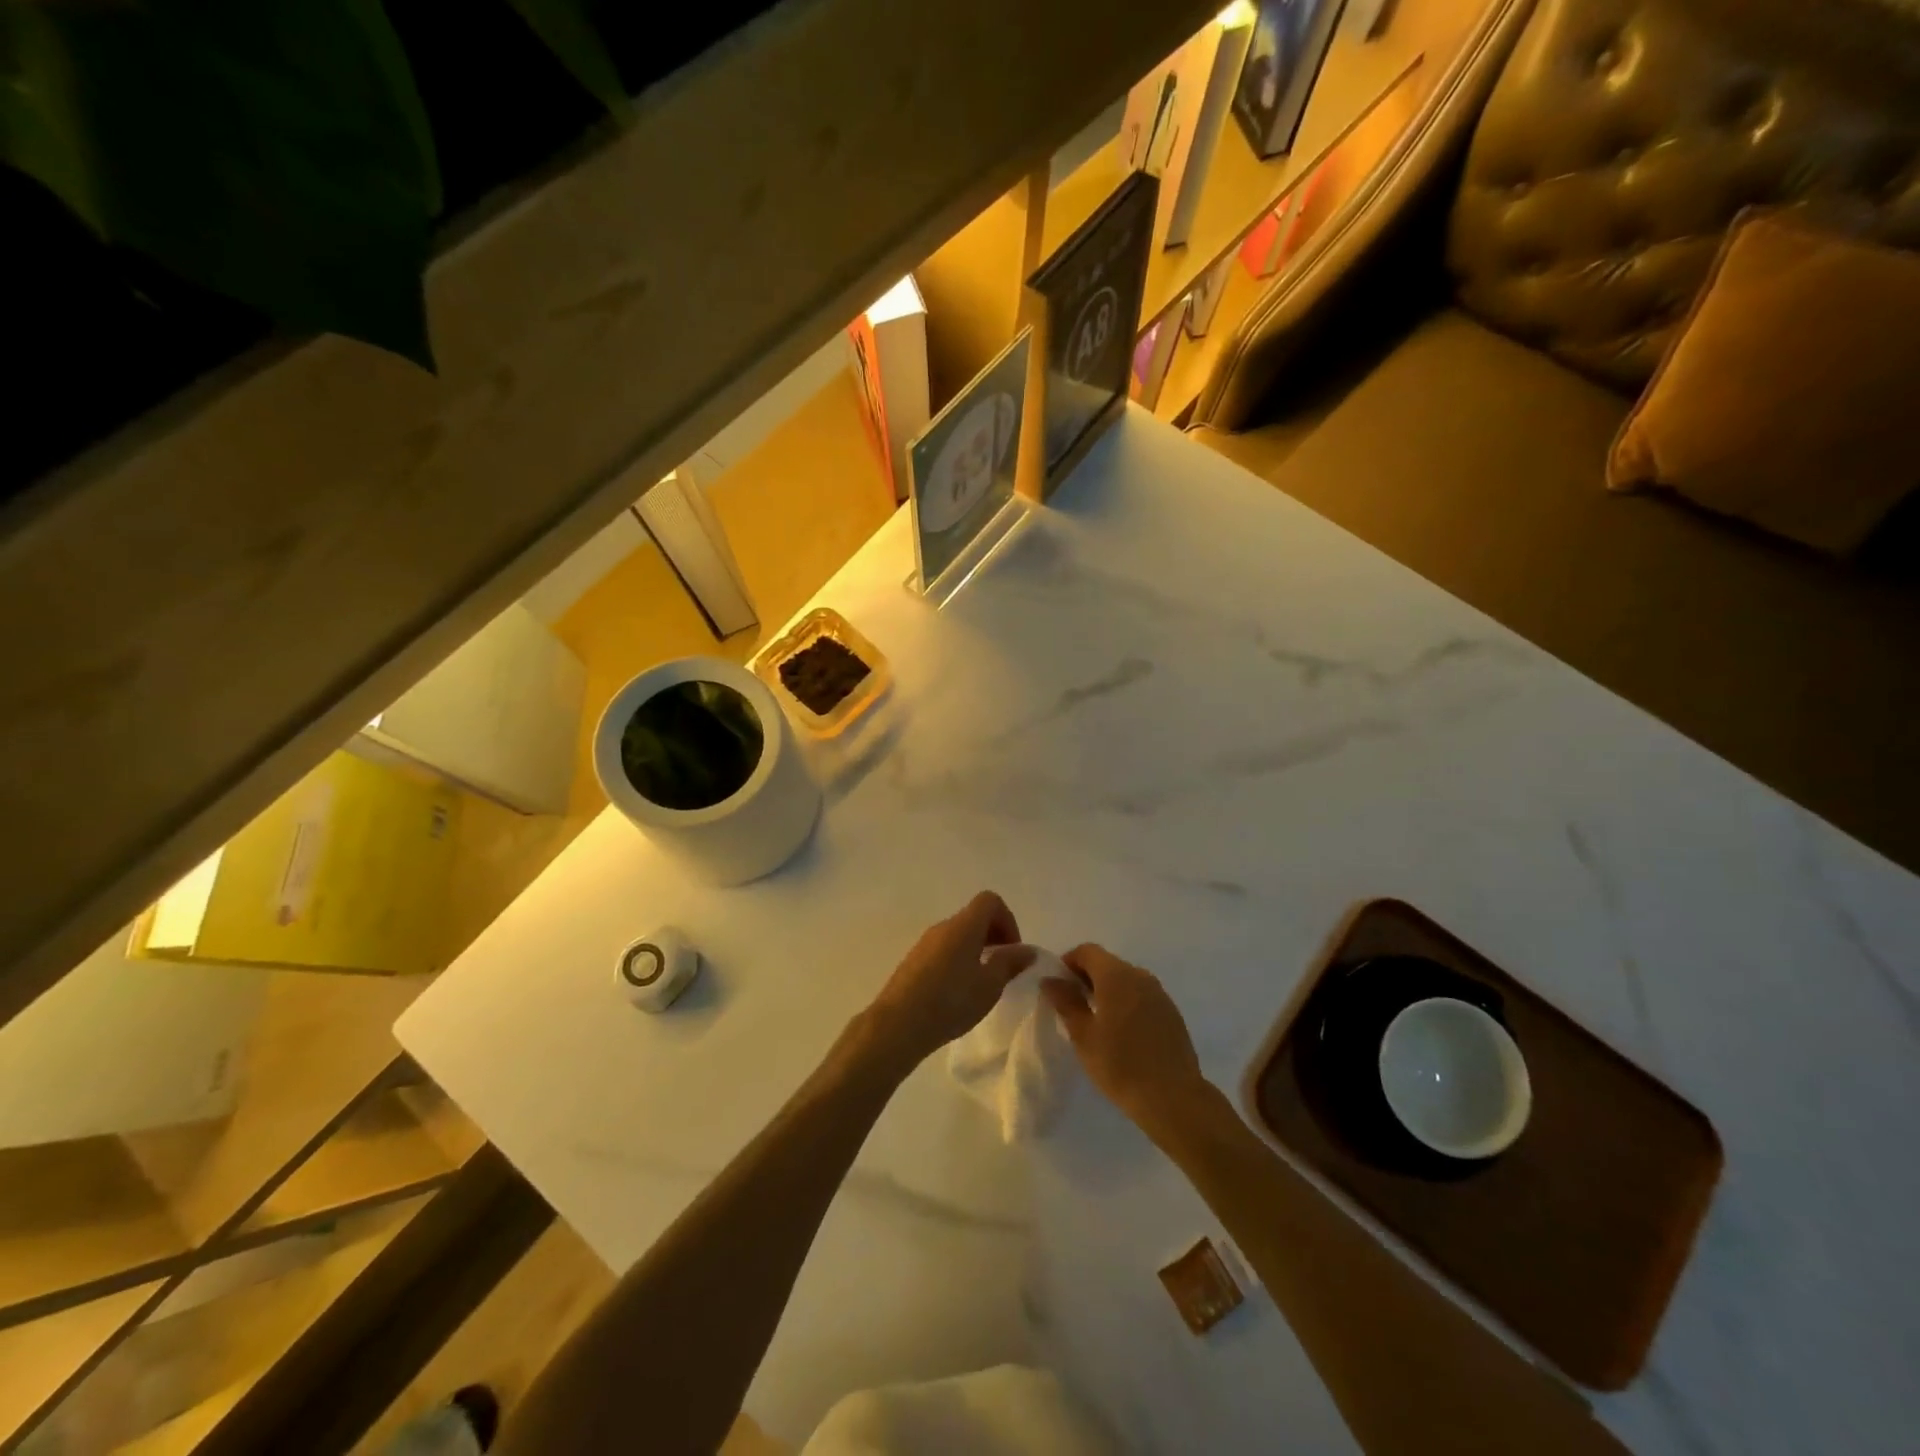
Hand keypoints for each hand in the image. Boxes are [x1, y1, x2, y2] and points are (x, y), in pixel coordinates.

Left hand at [862, 892, 1034, 1072]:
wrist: (898, 1024)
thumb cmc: (950, 1002)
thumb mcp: (989, 986)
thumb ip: (1010, 964)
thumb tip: (1027, 950)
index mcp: (964, 926)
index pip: (990, 901)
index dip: (1008, 920)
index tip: (1012, 951)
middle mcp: (943, 927)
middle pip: (974, 917)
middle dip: (994, 936)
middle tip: (1002, 968)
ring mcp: (924, 943)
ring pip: (958, 934)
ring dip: (976, 950)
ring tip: (981, 984)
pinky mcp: (913, 960)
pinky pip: (943, 949)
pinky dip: (958, 960)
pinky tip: (958, 992)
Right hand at [1043, 944, 1210, 1136]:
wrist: (1173, 1098)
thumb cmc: (1120, 1065)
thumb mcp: (1083, 1035)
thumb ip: (1066, 1002)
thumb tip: (1050, 980)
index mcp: (1117, 975)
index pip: (1087, 951)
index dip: (1068, 962)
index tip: (1057, 986)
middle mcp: (1140, 976)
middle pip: (1107, 963)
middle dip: (1086, 977)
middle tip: (1072, 1005)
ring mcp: (1159, 993)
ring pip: (1126, 980)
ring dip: (1107, 990)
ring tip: (1095, 1021)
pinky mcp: (1171, 1013)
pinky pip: (1141, 996)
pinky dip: (1126, 1003)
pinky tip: (1121, 1032)